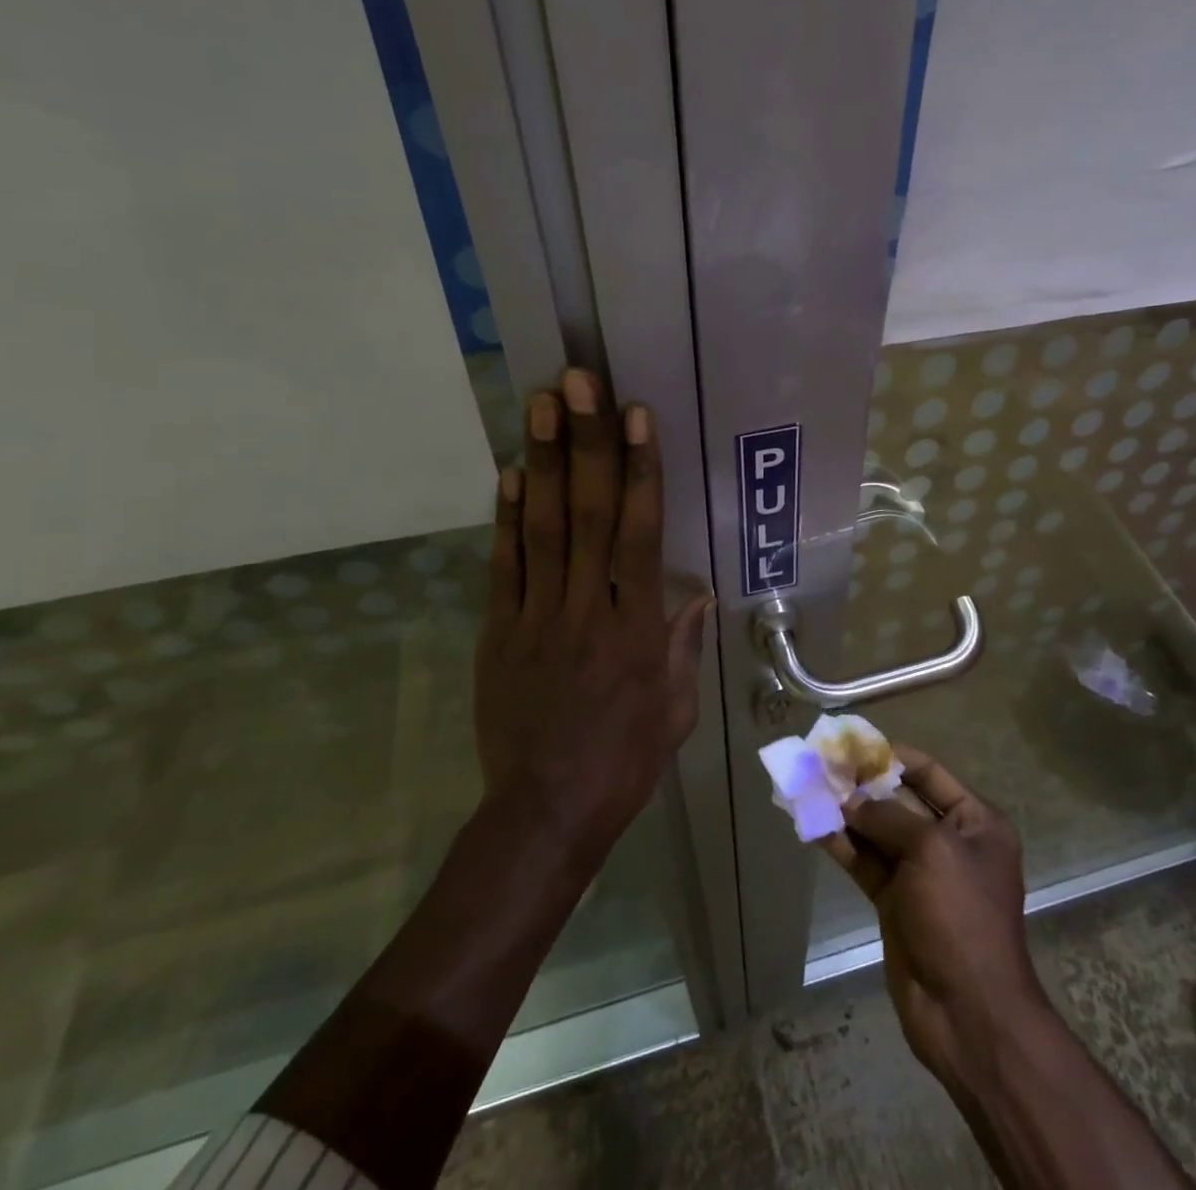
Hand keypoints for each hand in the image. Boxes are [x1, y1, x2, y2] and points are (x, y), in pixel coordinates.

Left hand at [475, 369, 710, 850]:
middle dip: (585, 443)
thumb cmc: (625, 762)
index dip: (639, 470)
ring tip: (541, 405)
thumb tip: (696, 591)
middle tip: (580, 383)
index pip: (640, 533)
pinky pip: (505, 567)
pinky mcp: (500, 632)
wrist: (546, 813)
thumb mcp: (676, 709)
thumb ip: (682, 645)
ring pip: (541, 528)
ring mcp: (537, 617)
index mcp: (637, 628)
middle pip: (586, 514)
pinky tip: (507, 473)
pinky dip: (505, 518)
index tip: (636, 418)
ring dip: (541, 462)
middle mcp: (587, 609)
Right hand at [822, 748, 1048, 1093]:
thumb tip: (850, 801)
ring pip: (877, 832)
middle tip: (822, 764)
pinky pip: (865, 863)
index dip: (892, 756)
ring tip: (809, 787)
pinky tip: (813, 826)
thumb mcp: (932, 850)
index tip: (854, 744)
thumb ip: (889, 817)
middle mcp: (949, 842)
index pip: (929, 773)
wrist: (967, 1012)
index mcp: (975, 822)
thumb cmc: (961, 916)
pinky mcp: (895, 902)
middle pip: (900, 800)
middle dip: (863, 784)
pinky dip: (841, 845)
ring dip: (846, 813)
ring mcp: (920, 874)